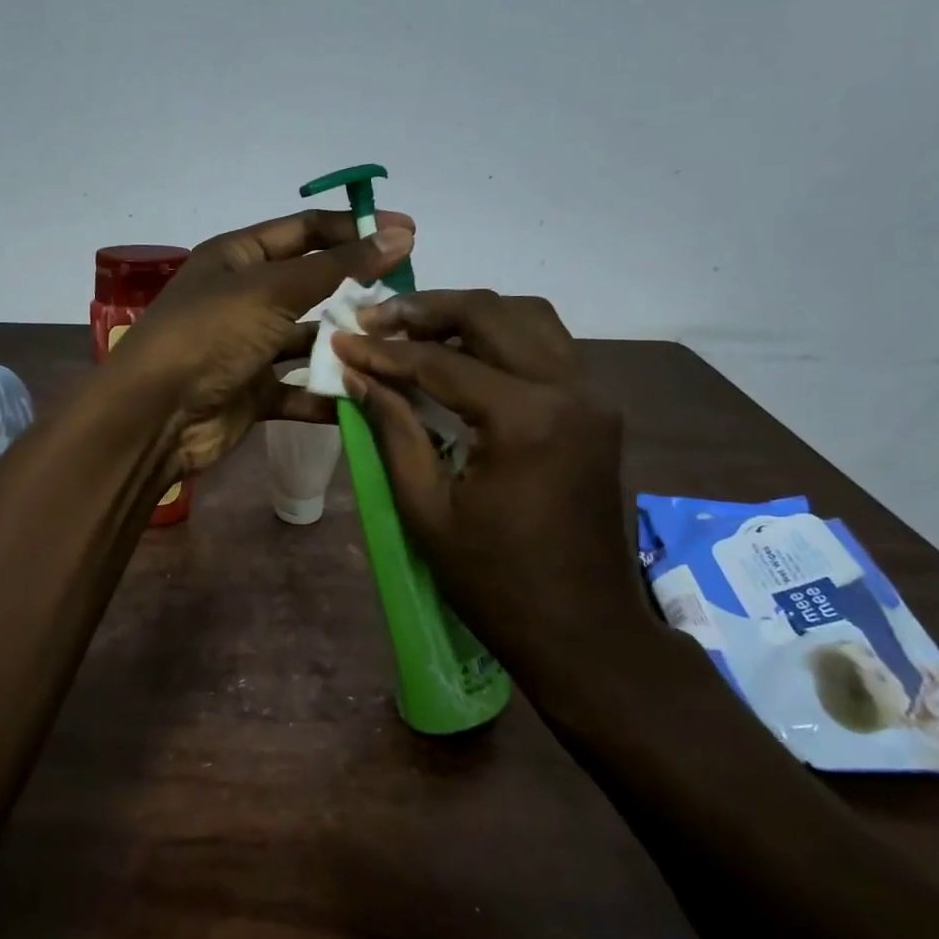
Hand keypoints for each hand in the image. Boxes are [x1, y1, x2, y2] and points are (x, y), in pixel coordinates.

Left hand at [101, 208, 414, 475]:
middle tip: (409, 298)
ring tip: (398, 347)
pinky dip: (329, 394)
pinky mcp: (256, 393)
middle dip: (357, 291)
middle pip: (311, 286)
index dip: (354, 229)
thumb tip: (399, 232)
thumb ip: (338, 266)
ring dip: (347, 344)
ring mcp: (249, 348)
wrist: (156, 416)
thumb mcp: (273, 290)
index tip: (409, 234)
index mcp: (238, 257)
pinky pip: (301, 389)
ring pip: (309, 340)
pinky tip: (370, 395)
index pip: (305, 231)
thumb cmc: (210, 335)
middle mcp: (244, 298)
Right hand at [331, 290, 659, 680]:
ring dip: (470, 314)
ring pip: (529, 319)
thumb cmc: (495, 581)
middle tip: (375, 317)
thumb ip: (394, 431)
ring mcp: (593, 397)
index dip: (383, 351)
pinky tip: (464, 353)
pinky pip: (549, 348)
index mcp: (526, 419)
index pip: (441, 362)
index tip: (340, 337)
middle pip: (492, 314)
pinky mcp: (598, 411)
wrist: (583, 629)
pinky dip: (503, 337)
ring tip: (415, 328)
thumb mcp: (427, 510)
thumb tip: (359, 376)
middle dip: (426, 309)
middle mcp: (570, 389)